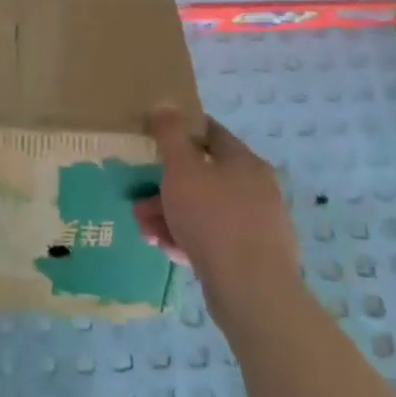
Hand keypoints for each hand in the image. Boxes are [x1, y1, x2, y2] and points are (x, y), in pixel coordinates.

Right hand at [133, 107, 300, 320]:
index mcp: (244, 161)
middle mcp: (256, 188)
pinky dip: (188, 239)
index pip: (211, 133)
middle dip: (165, 186)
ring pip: (204, 211)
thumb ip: (170, 134)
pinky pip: (213, 239)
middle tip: (139, 199)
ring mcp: (256, 225)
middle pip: (203, 177)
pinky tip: (166, 249)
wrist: (252, 292)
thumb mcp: (182, 169)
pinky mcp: (252, 258)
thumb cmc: (213, 219)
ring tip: (144, 229)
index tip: (154, 140)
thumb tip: (166, 103)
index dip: (181, 131)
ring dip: (170, 215)